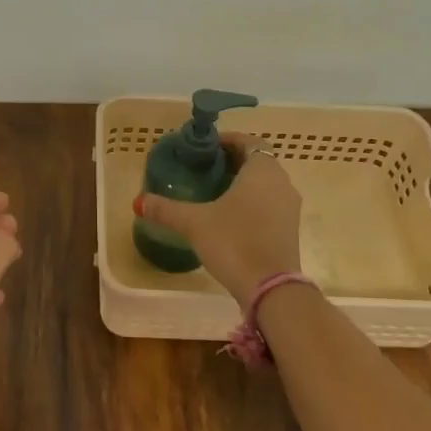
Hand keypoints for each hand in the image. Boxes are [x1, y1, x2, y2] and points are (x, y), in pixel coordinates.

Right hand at [138, 133, 301, 306]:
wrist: (271, 290)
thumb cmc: (234, 243)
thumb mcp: (194, 223)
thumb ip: (166, 210)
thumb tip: (139, 201)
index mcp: (262, 169)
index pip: (249, 141)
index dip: (228, 140)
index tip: (206, 148)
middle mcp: (282, 182)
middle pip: (258, 161)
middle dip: (233, 161)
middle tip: (205, 168)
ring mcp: (290, 207)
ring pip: (266, 183)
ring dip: (244, 182)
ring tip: (215, 191)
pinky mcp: (291, 229)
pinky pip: (271, 203)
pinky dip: (253, 201)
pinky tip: (231, 216)